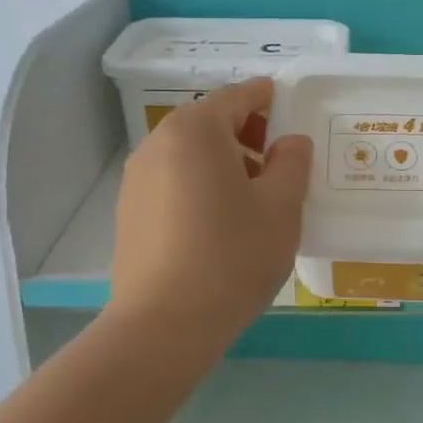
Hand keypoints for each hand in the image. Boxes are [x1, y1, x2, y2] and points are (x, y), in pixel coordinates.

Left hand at [109, 77, 313, 346]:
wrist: (163, 326)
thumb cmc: (231, 255)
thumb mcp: (281, 206)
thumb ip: (292, 162)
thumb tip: (290, 142)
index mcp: (195, 130)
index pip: (237, 96)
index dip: (268, 98)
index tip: (291, 109)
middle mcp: (159, 142)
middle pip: (210, 122)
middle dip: (248, 133)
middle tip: (280, 163)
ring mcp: (137, 177)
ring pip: (190, 152)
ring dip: (224, 160)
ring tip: (253, 197)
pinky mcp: (129, 210)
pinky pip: (173, 179)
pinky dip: (200, 183)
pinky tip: (220, 222)